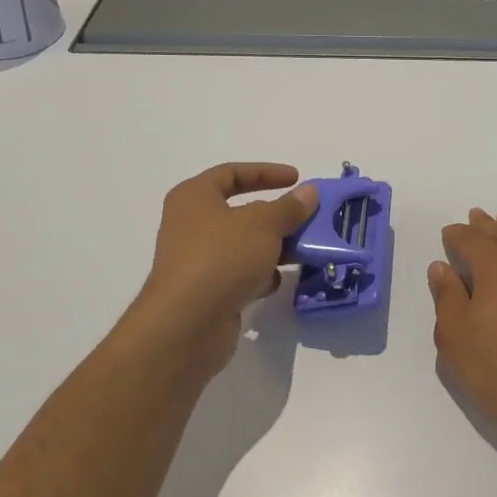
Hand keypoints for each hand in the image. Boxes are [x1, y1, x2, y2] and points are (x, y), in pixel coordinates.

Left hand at [132, 163, 318, 374]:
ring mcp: (198, 260)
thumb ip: (289, 207)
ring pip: (244, 245)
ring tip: (303, 250)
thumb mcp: (263, 224)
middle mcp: (191, 225)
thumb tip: (309, 193)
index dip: (265, 172)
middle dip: (276, 214)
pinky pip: (240, 274)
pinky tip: (276, 281)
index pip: (231, 173)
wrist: (187, 325)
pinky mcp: (207, 291)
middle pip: (240, 211)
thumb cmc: (221, 258)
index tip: (297, 178)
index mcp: (194, 198)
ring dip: (273, 247)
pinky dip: (260, 275)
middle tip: (306, 217)